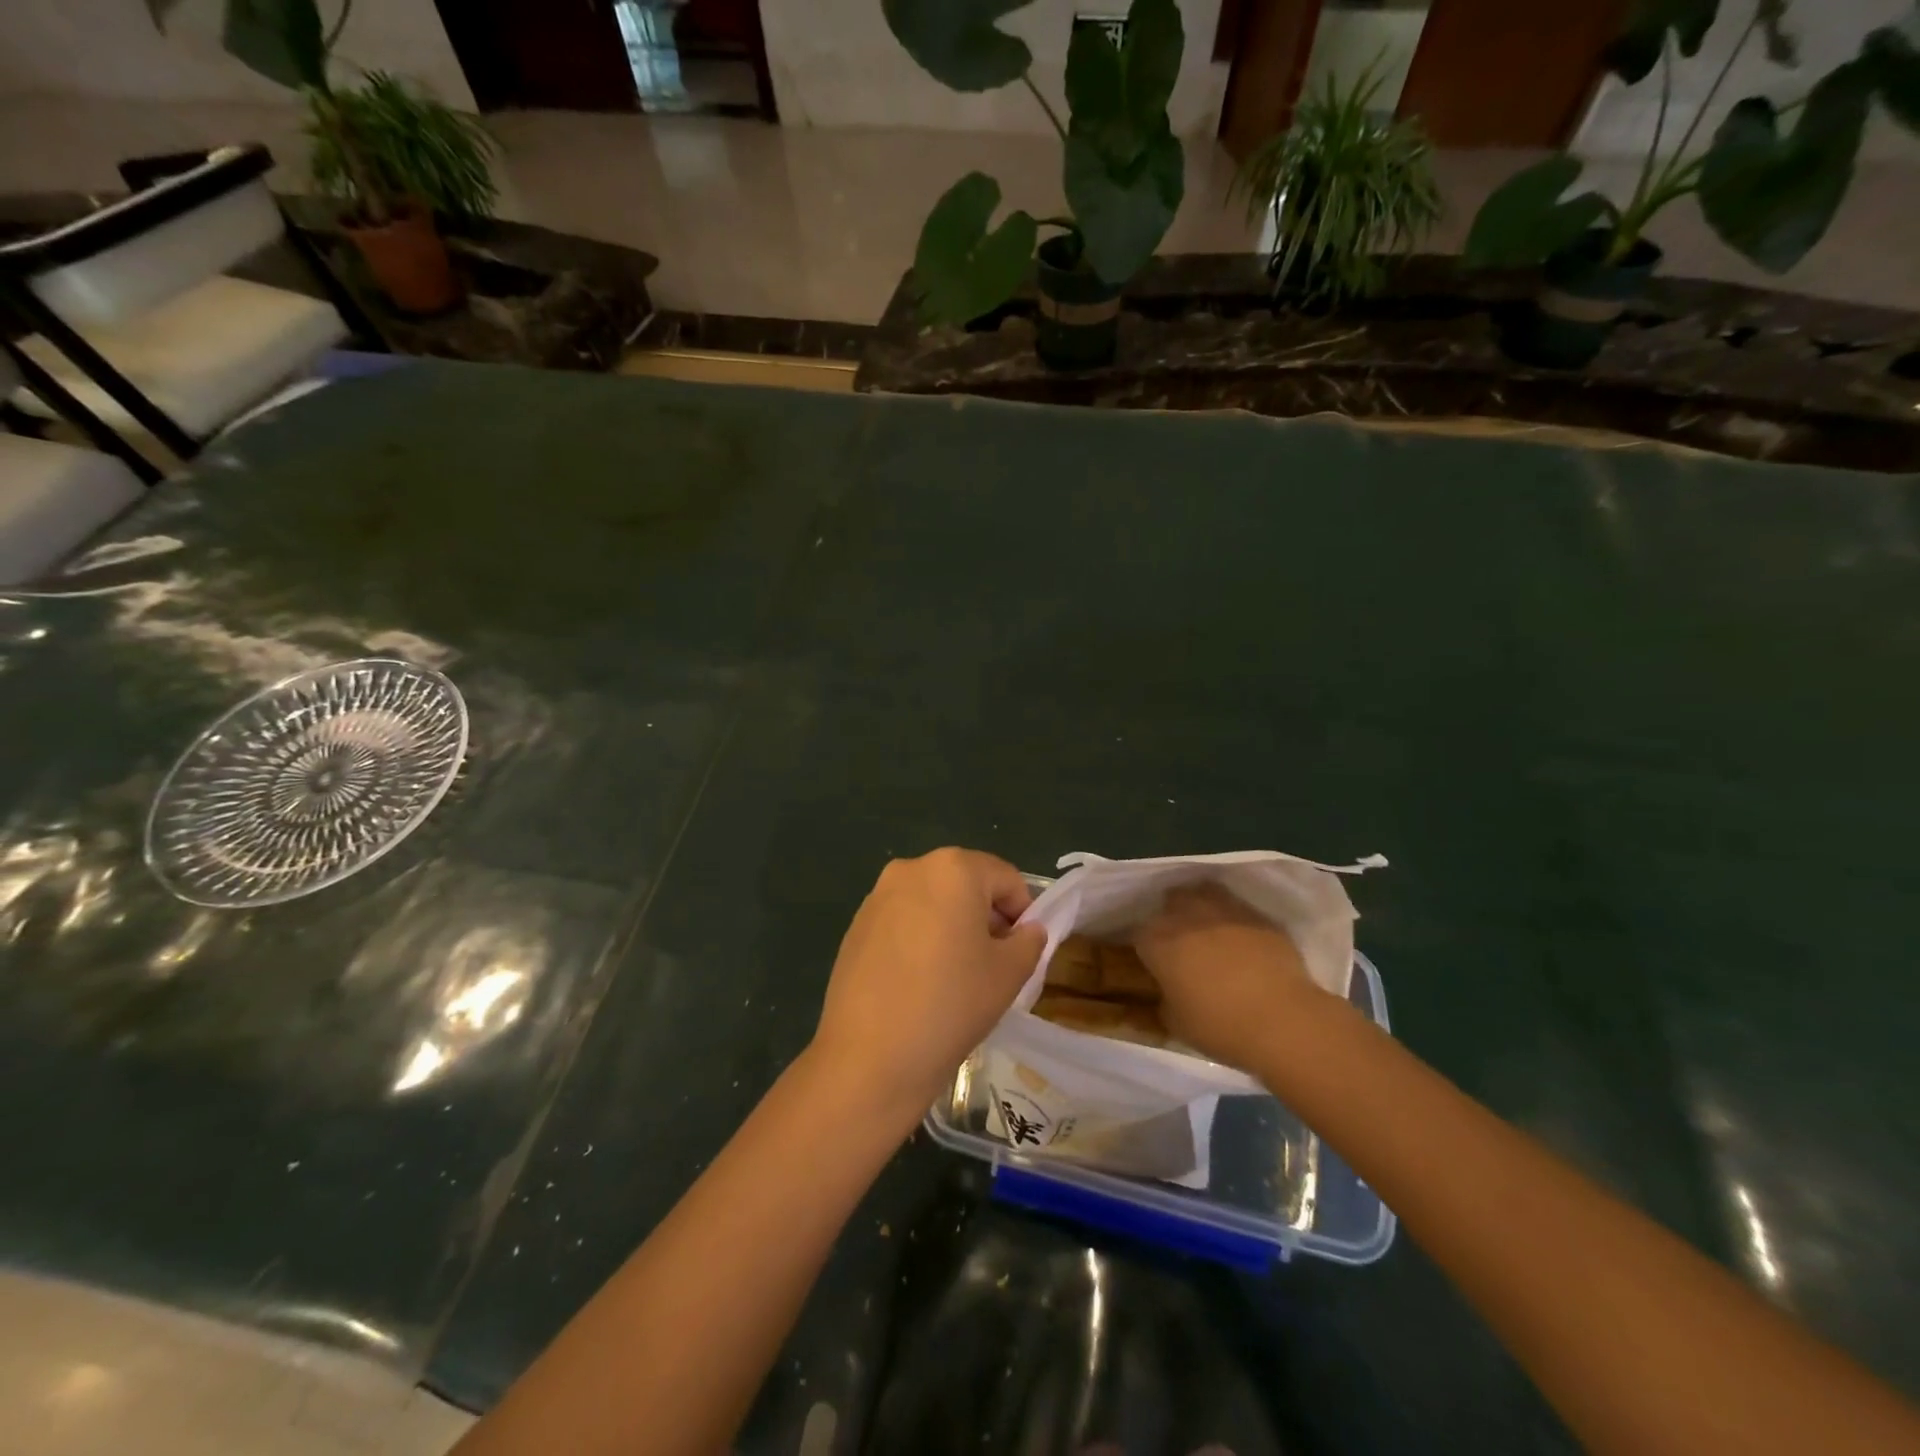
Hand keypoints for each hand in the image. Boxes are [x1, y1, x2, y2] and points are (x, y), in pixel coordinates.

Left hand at [809, 848, 1045, 1123]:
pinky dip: (919, 939)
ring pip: (932, 901)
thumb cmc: (951, 1004)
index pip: (1006, 878)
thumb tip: (1026, 930)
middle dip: (985, 916)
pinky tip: (918, 982)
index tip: (1021, 951)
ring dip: (951, 926)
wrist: (870, 1056)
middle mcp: (912, 869)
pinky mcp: (856, 926)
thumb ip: (1029, 941)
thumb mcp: (1010, 973)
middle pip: (966, 883)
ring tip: (954, 976)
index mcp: (953, 869)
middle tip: (992, 964)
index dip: (1023, 913)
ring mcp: (878, 896)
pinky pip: (903, 921)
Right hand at [1131, 883, 1323, 1072]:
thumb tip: (1167, 994)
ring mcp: (1225, 910)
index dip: (1145, 948)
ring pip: (1204, 894)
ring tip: (1209, 930)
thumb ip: (1165, 1001)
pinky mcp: (1258, 916)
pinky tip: (1242, 940)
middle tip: (1180, 942)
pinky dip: (1234, 920)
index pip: (1138, 934)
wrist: (1282, 1020)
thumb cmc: (1219, 1026)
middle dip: (1172, 917)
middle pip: (1171, 902)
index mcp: (1158, 941)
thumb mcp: (1176, 1023)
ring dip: (1202, 908)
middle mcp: (1186, 916)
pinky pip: (1237, 909)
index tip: (1153, 963)